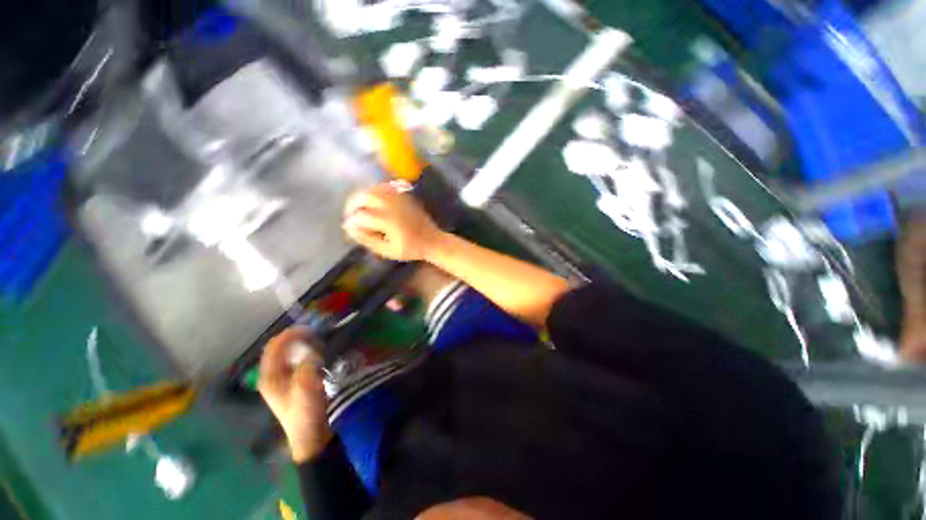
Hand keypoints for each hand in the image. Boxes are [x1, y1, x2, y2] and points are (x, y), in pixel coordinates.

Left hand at [258, 328, 331, 462]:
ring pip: (286, 354)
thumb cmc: (306, 411)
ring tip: (316, 341)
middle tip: (315, 333)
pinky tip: (315, 355)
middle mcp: (271, 376)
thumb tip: (312, 351)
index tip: (310, 328)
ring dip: (300, 345)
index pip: (275, 346)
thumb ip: (307, 365)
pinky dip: (303, 353)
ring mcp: (280, 381)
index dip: (290, 334)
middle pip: (279, 349)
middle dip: (295, 337)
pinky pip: (294, 361)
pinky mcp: (290, 384)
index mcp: (269, 377)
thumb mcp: (307, 386)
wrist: (310, 436)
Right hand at [343, 183, 442, 261]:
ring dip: (363, 195)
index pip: (363, 216)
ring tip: (359, 205)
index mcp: (389, 221)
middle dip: (353, 203)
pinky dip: (376, 190)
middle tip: (350, 212)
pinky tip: (373, 198)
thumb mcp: (387, 250)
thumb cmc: (411, 249)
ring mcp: (400, 199)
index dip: (352, 221)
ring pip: (376, 189)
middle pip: (367, 196)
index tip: (348, 227)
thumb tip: (350, 228)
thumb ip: (368, 239)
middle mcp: (393, 206)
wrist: (432, 241)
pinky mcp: (405, 197)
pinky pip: (387, 187)